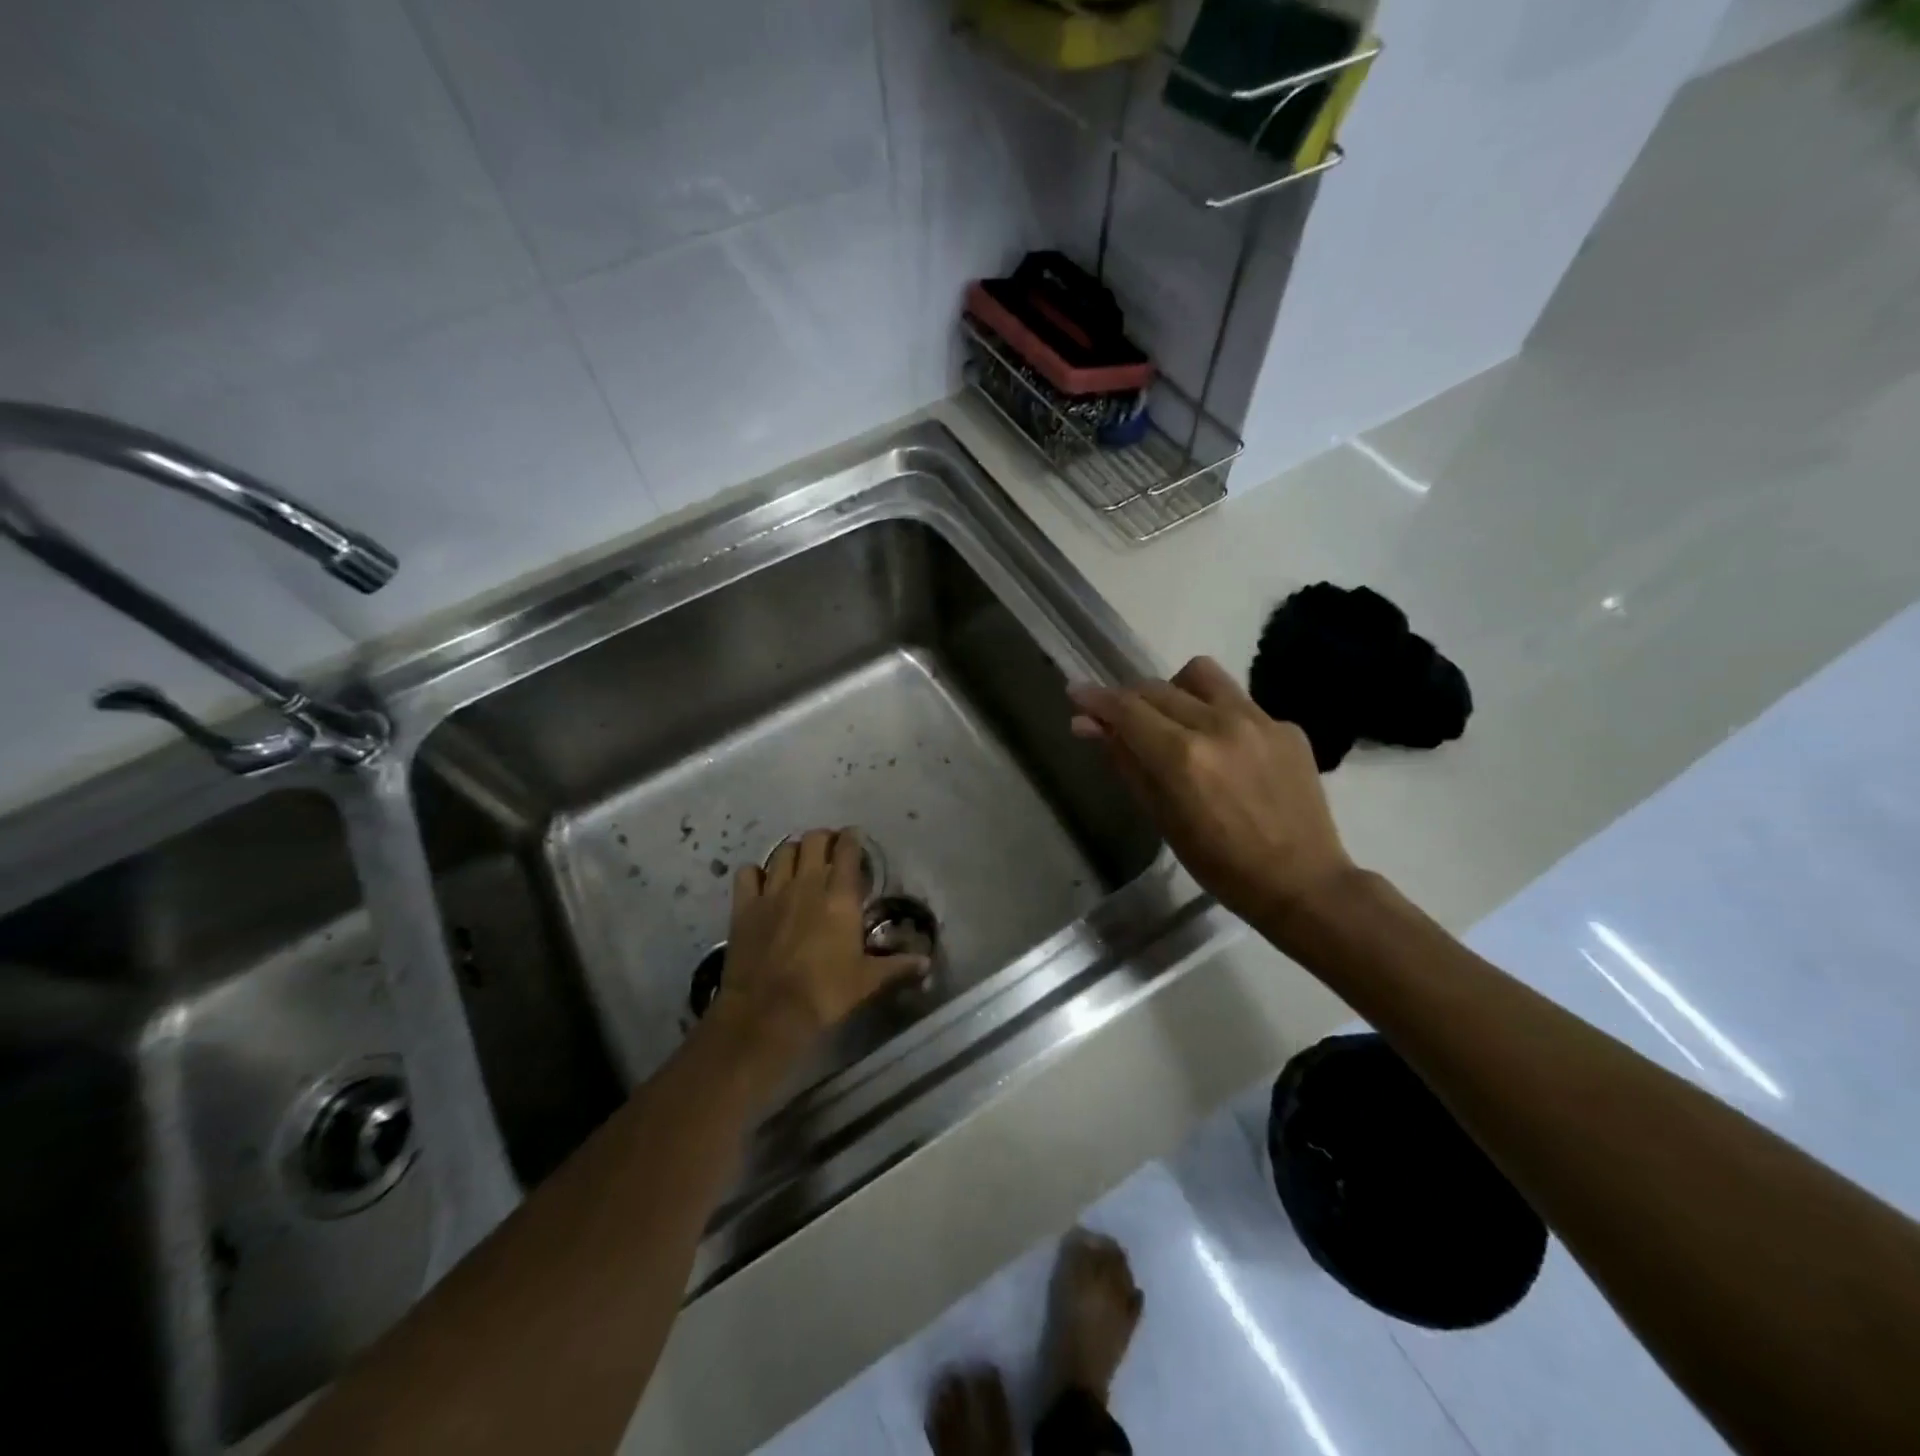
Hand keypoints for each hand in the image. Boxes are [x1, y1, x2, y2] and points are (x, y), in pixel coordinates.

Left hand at [711, 828, 926, 1054]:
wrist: (768, 1011)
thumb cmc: (825, 993)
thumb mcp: (868, 981)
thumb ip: (898, 967)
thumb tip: (927, 963)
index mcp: (840, 897)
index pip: (847, 851)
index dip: (852, 839)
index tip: (855, 837)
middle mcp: (807, 884)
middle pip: (813, 841)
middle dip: (823, 839)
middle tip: (829, 849)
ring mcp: (772, 893)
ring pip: (782, 852)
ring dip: (793, 851)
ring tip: (799, 860)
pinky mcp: (744, 907)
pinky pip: (747, 873)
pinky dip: (755, 871)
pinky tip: (761, 880)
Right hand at [1067, 656, 1355, 931]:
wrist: (1303, 882)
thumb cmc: (1221, 865)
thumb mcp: (1162, 818)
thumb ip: (1125, 762)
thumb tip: (1087, 725)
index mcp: (1183, 756)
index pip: (1127, 709)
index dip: (1096, 699)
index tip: (1076, 692)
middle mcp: (1219, 724)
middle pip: (1157, 688)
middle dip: (1129, 698)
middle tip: (1120, 720)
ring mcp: (1259, 720)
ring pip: (1200, 675)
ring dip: (1174, 689)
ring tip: (1174, 720)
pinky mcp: (1287, 726)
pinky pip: (1238, 701)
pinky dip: (1217, 714)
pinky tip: (1224, 749)